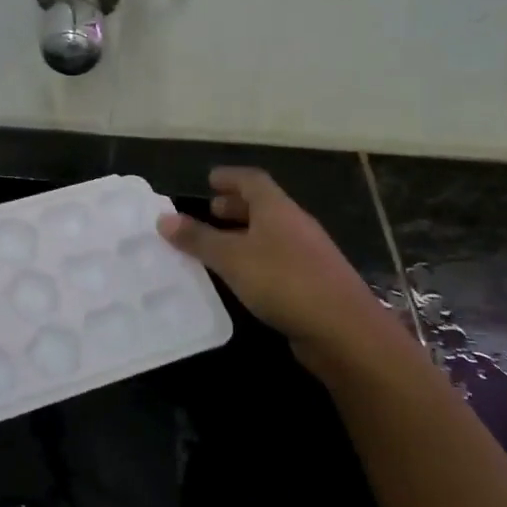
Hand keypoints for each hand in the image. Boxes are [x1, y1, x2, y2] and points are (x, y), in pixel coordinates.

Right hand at [157, 168, 405, 362]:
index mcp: (278, 209)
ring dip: (245, 235)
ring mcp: (308, 254)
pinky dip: (255, 259)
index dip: (230, 177)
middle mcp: (295, 225)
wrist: (343, 328)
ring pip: (271, 234)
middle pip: (264, 206)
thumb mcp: (232, 258)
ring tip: (219, 247)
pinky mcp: (313, 282)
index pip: (252, 180)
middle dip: (236, 207)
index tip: (210, 179)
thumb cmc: (283, 281)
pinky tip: (242, 278)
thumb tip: (164, 219)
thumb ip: (198, 239)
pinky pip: (277, 260)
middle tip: (210, 212)